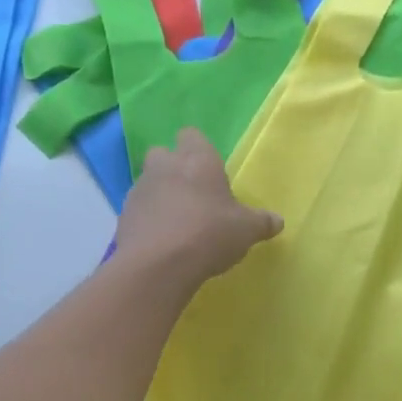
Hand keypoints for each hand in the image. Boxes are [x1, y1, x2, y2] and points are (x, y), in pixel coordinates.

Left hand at [115, 129, 282, 288]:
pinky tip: (162, 243)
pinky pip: (138, 211)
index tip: (210, 172)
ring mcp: (139, 190)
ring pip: (148, 183)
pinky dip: (148, 221)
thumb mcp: (246, 231)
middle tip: (193, 197)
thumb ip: (262, 223)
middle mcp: (164, 166)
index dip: (199, 150)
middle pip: (163, 154)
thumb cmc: (209, 234)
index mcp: (197, 159)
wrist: (158, 265)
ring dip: (160, 197)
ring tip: (177, 225)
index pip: (192, 135)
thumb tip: (278, 221)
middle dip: (174, 170)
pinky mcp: (124, 216)